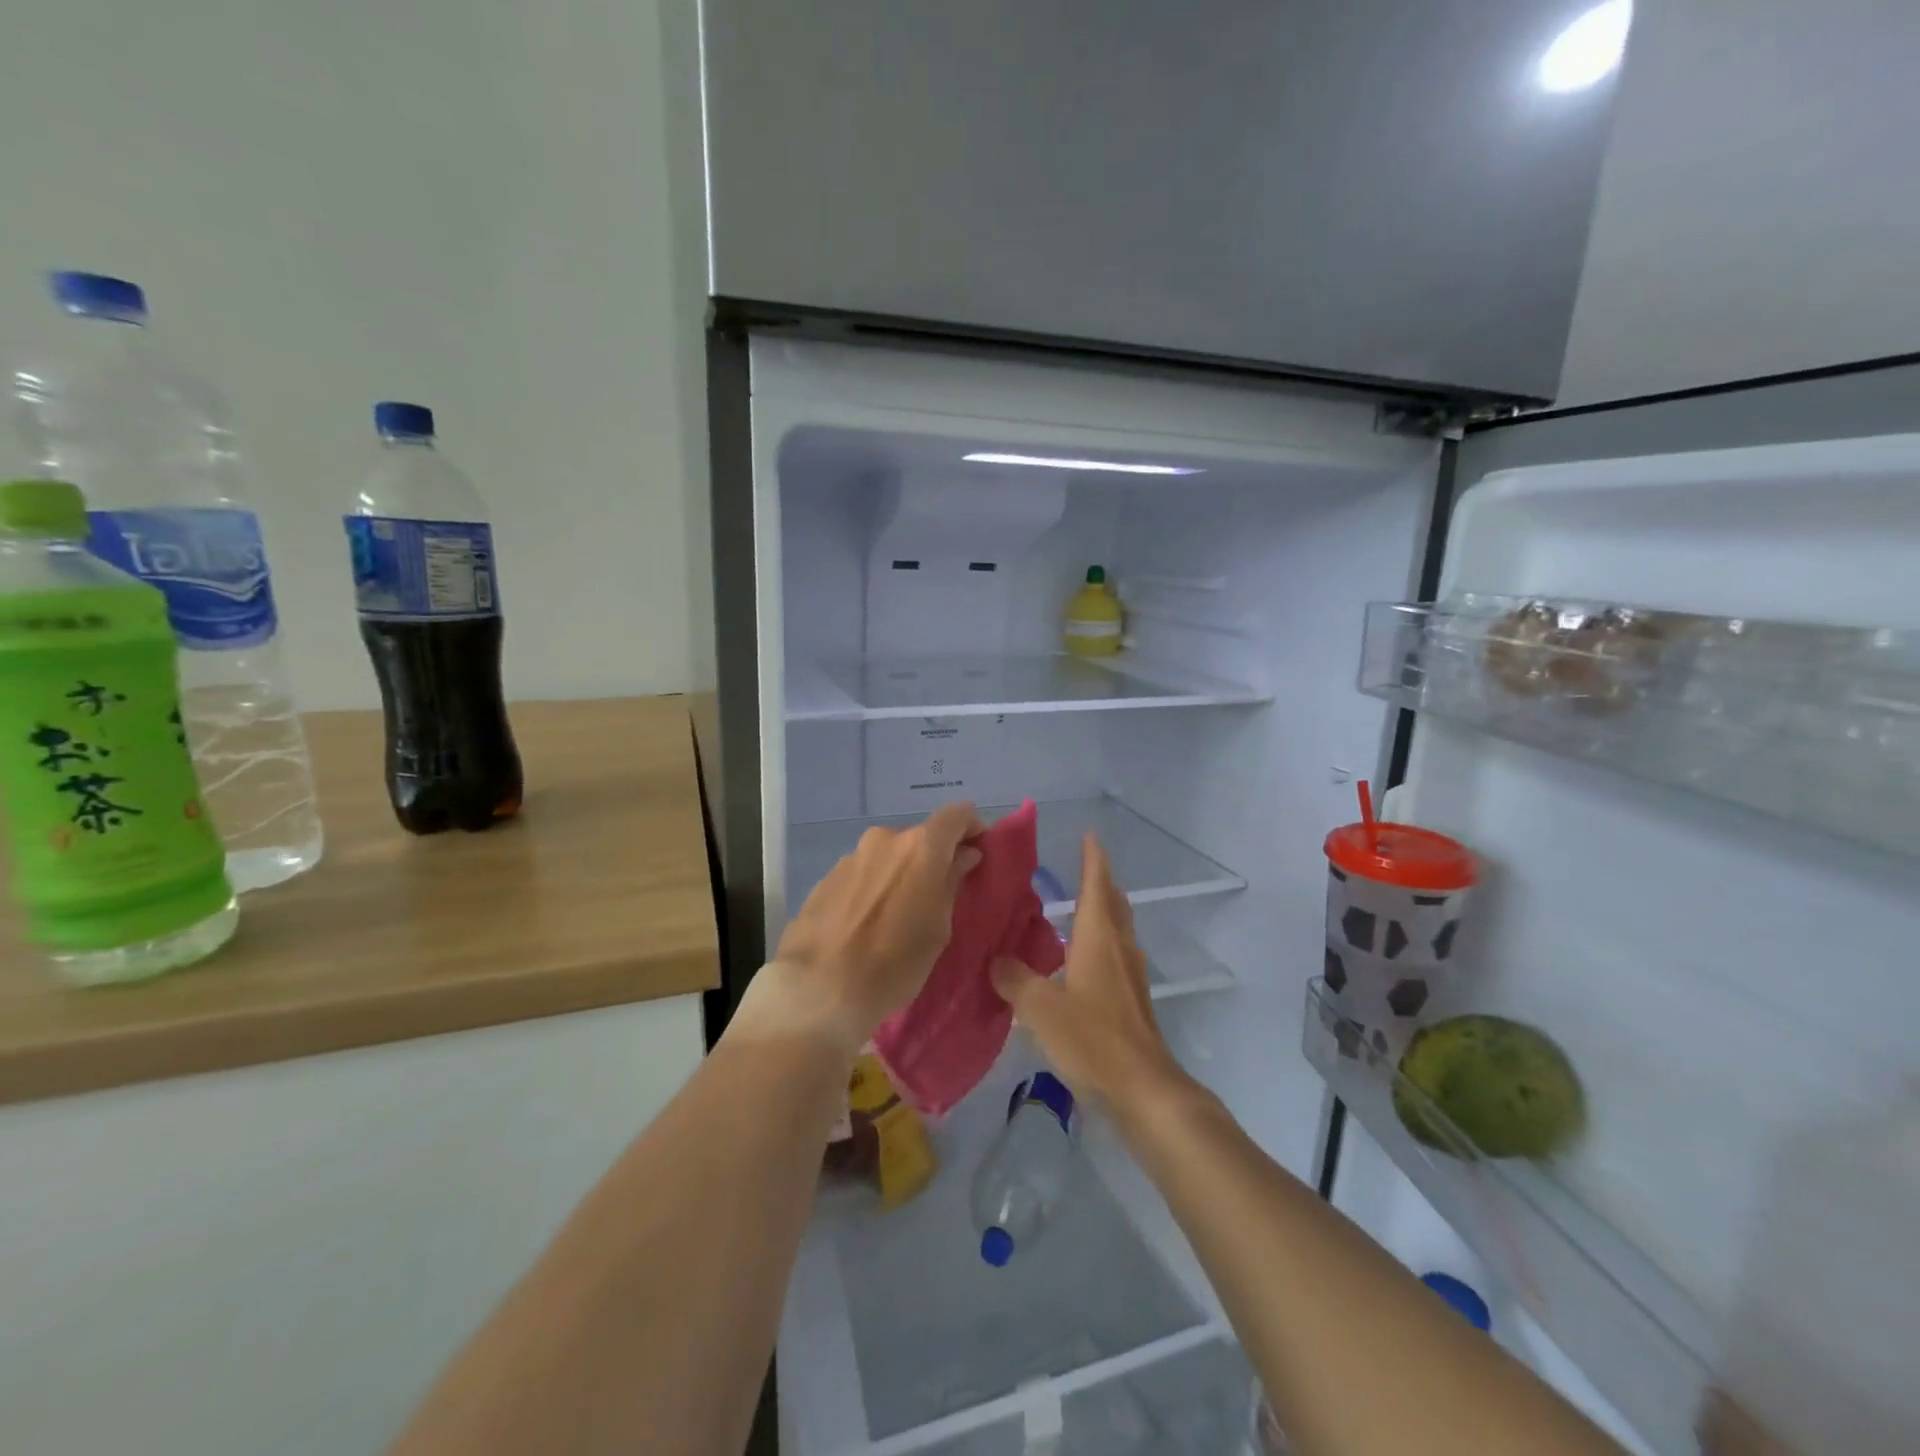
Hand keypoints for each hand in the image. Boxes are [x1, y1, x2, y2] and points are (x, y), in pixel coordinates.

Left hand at [762, 802, 984, 1053]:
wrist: (818, 989)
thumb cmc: (894, 964)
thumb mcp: (938, 929)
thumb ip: (952, 882)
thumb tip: (964, 855)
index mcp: (920, 847)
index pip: (958, 814)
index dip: (973, 828)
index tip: (977, 853)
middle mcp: (884, 840)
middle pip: (920, 839)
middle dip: (933, 860)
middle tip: (937, 897)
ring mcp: (851, 857)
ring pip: (888, 857)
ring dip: (900, 875)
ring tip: (897, 916)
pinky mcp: (826, 878)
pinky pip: (863, 874)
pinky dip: (873, 888)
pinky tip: (866, 924)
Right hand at [989, 833, 1192, 1113]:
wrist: (1143, 1088)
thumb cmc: (1092, 1039)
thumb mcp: (1040, 1007)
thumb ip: (1014, 979)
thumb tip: (996, 960)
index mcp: (1098, 938)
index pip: (1096, 885)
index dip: (1093, 859)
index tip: (1089, 835)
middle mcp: (1118, 948)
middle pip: (1113, 903)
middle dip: (1100, 881)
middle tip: (1082, 866)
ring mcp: (1130, 975)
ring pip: (1118, 929)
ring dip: (1104, 910)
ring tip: (1081, 906)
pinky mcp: (1132, 1000)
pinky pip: (1117, 954)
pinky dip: (1102, 941)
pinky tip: (1084, 959)